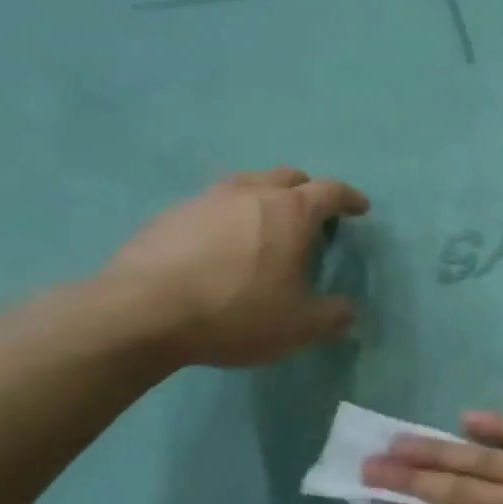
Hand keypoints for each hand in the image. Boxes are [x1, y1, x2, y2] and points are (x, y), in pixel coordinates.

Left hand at [103, 167, 369, 367]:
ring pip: (248, 185)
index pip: (331, 191)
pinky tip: (223, 246)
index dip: (350, 198)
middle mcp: (251, 193)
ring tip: (268, 229)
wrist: (142, 313)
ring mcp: (207, 199)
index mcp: (291, 212)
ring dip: (266, 199)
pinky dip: (230, 217)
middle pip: (288, 177)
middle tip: (314, 218)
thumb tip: (348, 310)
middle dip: (308, 192)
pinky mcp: (171, 215)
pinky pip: (213, 205)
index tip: (360, 208)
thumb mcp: (300, 326)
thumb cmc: (236, 312)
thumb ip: (334, 316)